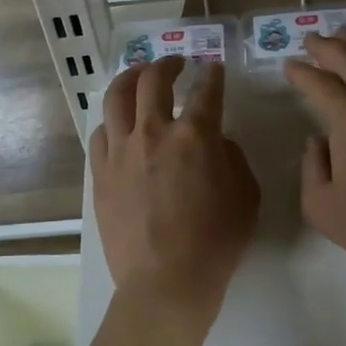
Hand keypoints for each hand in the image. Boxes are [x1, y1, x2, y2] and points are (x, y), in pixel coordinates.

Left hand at [90, 58, 259, 322]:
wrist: (166, 281)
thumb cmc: (215, 242)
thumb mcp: (246, 196)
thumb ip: (232, 158)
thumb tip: (214, 141)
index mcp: (195, 136)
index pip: (206, 90)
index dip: (211, 75)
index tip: (212, 69)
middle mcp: (154, 132)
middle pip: (153, 81)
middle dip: (166, 64)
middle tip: (175, 64)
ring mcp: (121, 151)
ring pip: (116, 97)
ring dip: (130, 79)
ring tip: (138, 77)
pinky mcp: (100, 173)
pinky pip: (99, 133)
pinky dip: (111, 121)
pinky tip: (118, 124)